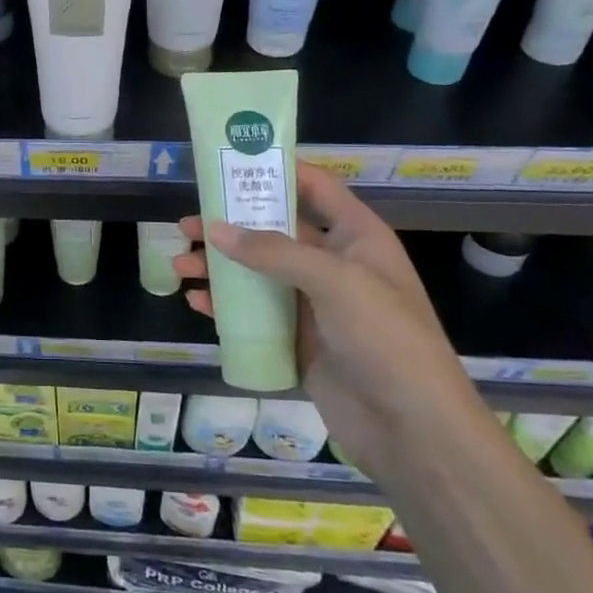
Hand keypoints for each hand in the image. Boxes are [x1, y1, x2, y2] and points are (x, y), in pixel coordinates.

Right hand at [173, 164, 488, 474]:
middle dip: (230, 225)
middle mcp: (333, 263)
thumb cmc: (385, 338)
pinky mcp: (298, 339)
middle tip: (186, 225)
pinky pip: (255, 313)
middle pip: (274, 230)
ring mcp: (314, 303)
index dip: (277, 170)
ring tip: (179, 266)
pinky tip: (196, 302)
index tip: (230, 164)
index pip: (314, 187)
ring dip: (219, 267)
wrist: (412, 429)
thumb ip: (272, 251)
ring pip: (257, 273)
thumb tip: (214, 229)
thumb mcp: (334, 281)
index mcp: (356, 237)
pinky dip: (225, 305)